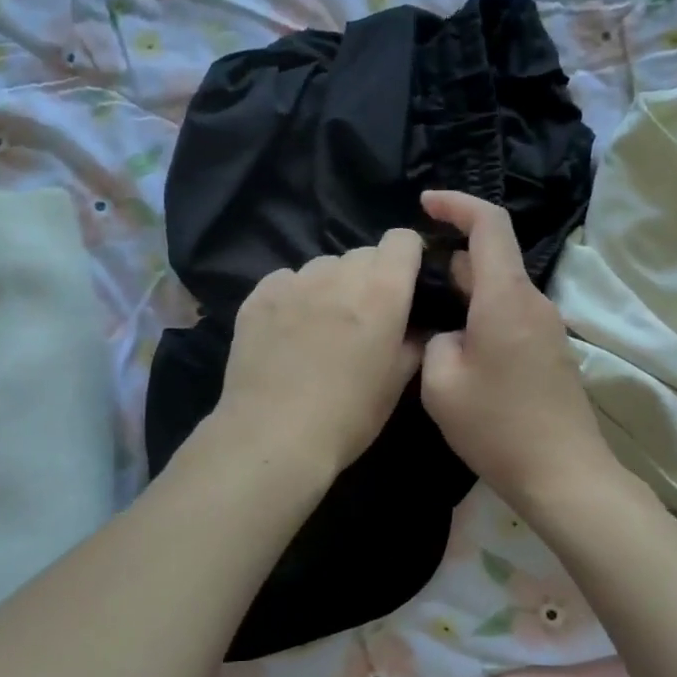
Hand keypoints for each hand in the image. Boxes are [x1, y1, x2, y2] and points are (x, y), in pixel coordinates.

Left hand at [216, 230, 425, 474]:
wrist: (274, 437)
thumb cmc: (348, 416)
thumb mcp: (396, 384)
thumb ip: (413, 343)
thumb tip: (418, 325)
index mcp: (382, 292)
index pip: (402, 239)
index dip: (408, 257)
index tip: (407, 284)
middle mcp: (338, 275)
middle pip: (363, 253)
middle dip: (370, 276)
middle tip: (364, 316)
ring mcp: (293, 283)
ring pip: (323, 266)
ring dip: (331, 285)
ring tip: (322, 324)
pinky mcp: (257, 297)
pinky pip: (285, 280)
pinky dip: (293, 296)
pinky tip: (287, 331)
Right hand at [419, 191, 612, 513]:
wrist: (564, 474)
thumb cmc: (497, 427)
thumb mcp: (440, 384)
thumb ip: (434, 342)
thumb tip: (447, 335)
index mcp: (506, 297)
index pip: (489, 224)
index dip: (456, 204)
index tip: (425, 203)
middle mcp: (533, 302)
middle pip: (492, 258)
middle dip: (449, 257)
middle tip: (408, 279)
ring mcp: (546, 328)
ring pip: (499, 290)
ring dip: (464, 291)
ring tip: (424, 315)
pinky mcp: (549, 352)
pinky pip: (510, 315)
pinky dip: (480, 314)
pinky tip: (455, 346)